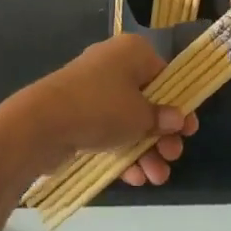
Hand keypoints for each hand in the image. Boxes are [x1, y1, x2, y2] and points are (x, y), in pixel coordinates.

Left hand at [0, 34, 199, 185]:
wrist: (42, 122)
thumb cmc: (101, 108)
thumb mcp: (140, 116)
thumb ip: (162, 119)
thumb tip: (176, 119)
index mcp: (133, 52)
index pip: (165, 75)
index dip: (178, 104)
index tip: (188, 131)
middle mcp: (113, 64)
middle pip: (148, 100)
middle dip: (161, 135)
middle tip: (172, 157)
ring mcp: (93, 89)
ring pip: (128, 120)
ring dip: (145, 150)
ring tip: (156, 178)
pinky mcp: (78, 112)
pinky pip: (108, 130)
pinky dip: (122, 151)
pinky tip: (134, 178)